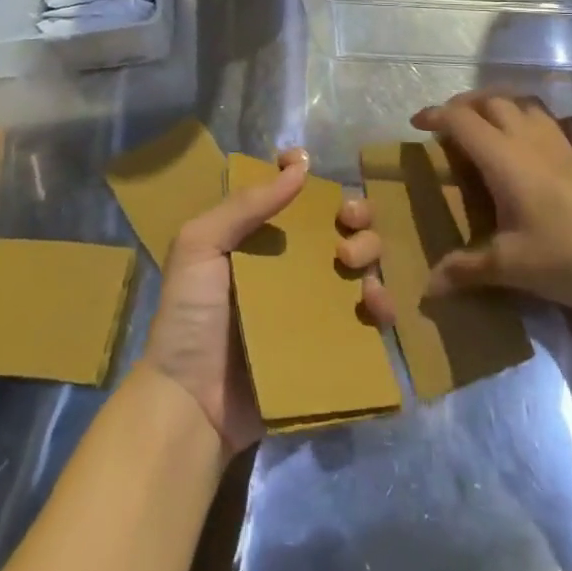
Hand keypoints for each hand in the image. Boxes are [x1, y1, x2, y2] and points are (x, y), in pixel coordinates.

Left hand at [142, 147, 394, 457]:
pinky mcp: (330, 345)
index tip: (314, 171)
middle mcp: (291, 266)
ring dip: (370, 253)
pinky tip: (376, 305)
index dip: (309, 180)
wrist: (191, 404)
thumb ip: (244, 205)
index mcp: (259, 238)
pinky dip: (382, 306)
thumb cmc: (189, 317)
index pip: (294, 198)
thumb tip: (299, 166)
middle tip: (347, 226)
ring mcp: (313, 306)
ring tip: (353, 267)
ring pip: (360, 265)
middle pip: (339, 226)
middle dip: (355, 215)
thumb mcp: (199, 246)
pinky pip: (367, 320)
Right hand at [413, 92, 571, 312]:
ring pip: (526, 104)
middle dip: (465, 105)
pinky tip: (541, 142)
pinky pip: (558, 124)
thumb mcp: (512, 266)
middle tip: (449, 125)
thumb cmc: (570, 255)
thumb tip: (428, 287)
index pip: (461, 120)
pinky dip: (540, 121)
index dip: (435, 115)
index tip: (416, 123)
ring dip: (501, 105)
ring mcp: (563, 146)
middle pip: (493, 100)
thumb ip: (467, 270)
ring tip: (487, 126)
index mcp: (504, 158)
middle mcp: (531, 141)